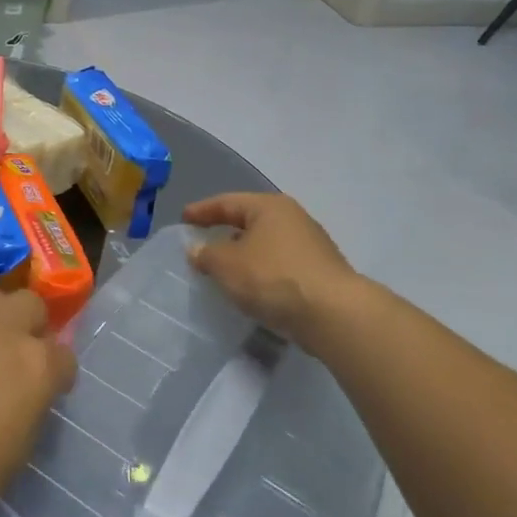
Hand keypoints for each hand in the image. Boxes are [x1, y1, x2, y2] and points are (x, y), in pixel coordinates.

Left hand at [0, 285, 75, 516]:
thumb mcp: (9, 459)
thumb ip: (25, 413)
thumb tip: (21, 398)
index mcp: (35, 368)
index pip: (64, 357)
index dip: (56, 377)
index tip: (43, 394)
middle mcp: (2, 330)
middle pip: (31, 306)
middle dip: (28, 328)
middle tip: (11, 361)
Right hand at [183, 193, 359, 344]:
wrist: (333, 313)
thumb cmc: (273, 277)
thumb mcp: (227, 264)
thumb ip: (206, 254)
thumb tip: (197, 249)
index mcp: (269, 207)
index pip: (227, 202)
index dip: (202, 210)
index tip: (183, 218)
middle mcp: (293, 218)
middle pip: (250, 221)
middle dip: (225, 232)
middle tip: (203, 244)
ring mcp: (310, 245)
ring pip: (266, 244)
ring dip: (244, 254)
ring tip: (224, 270)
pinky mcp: (319, 272)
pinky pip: (280, 265)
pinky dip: (261, 271)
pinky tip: (252, 287)